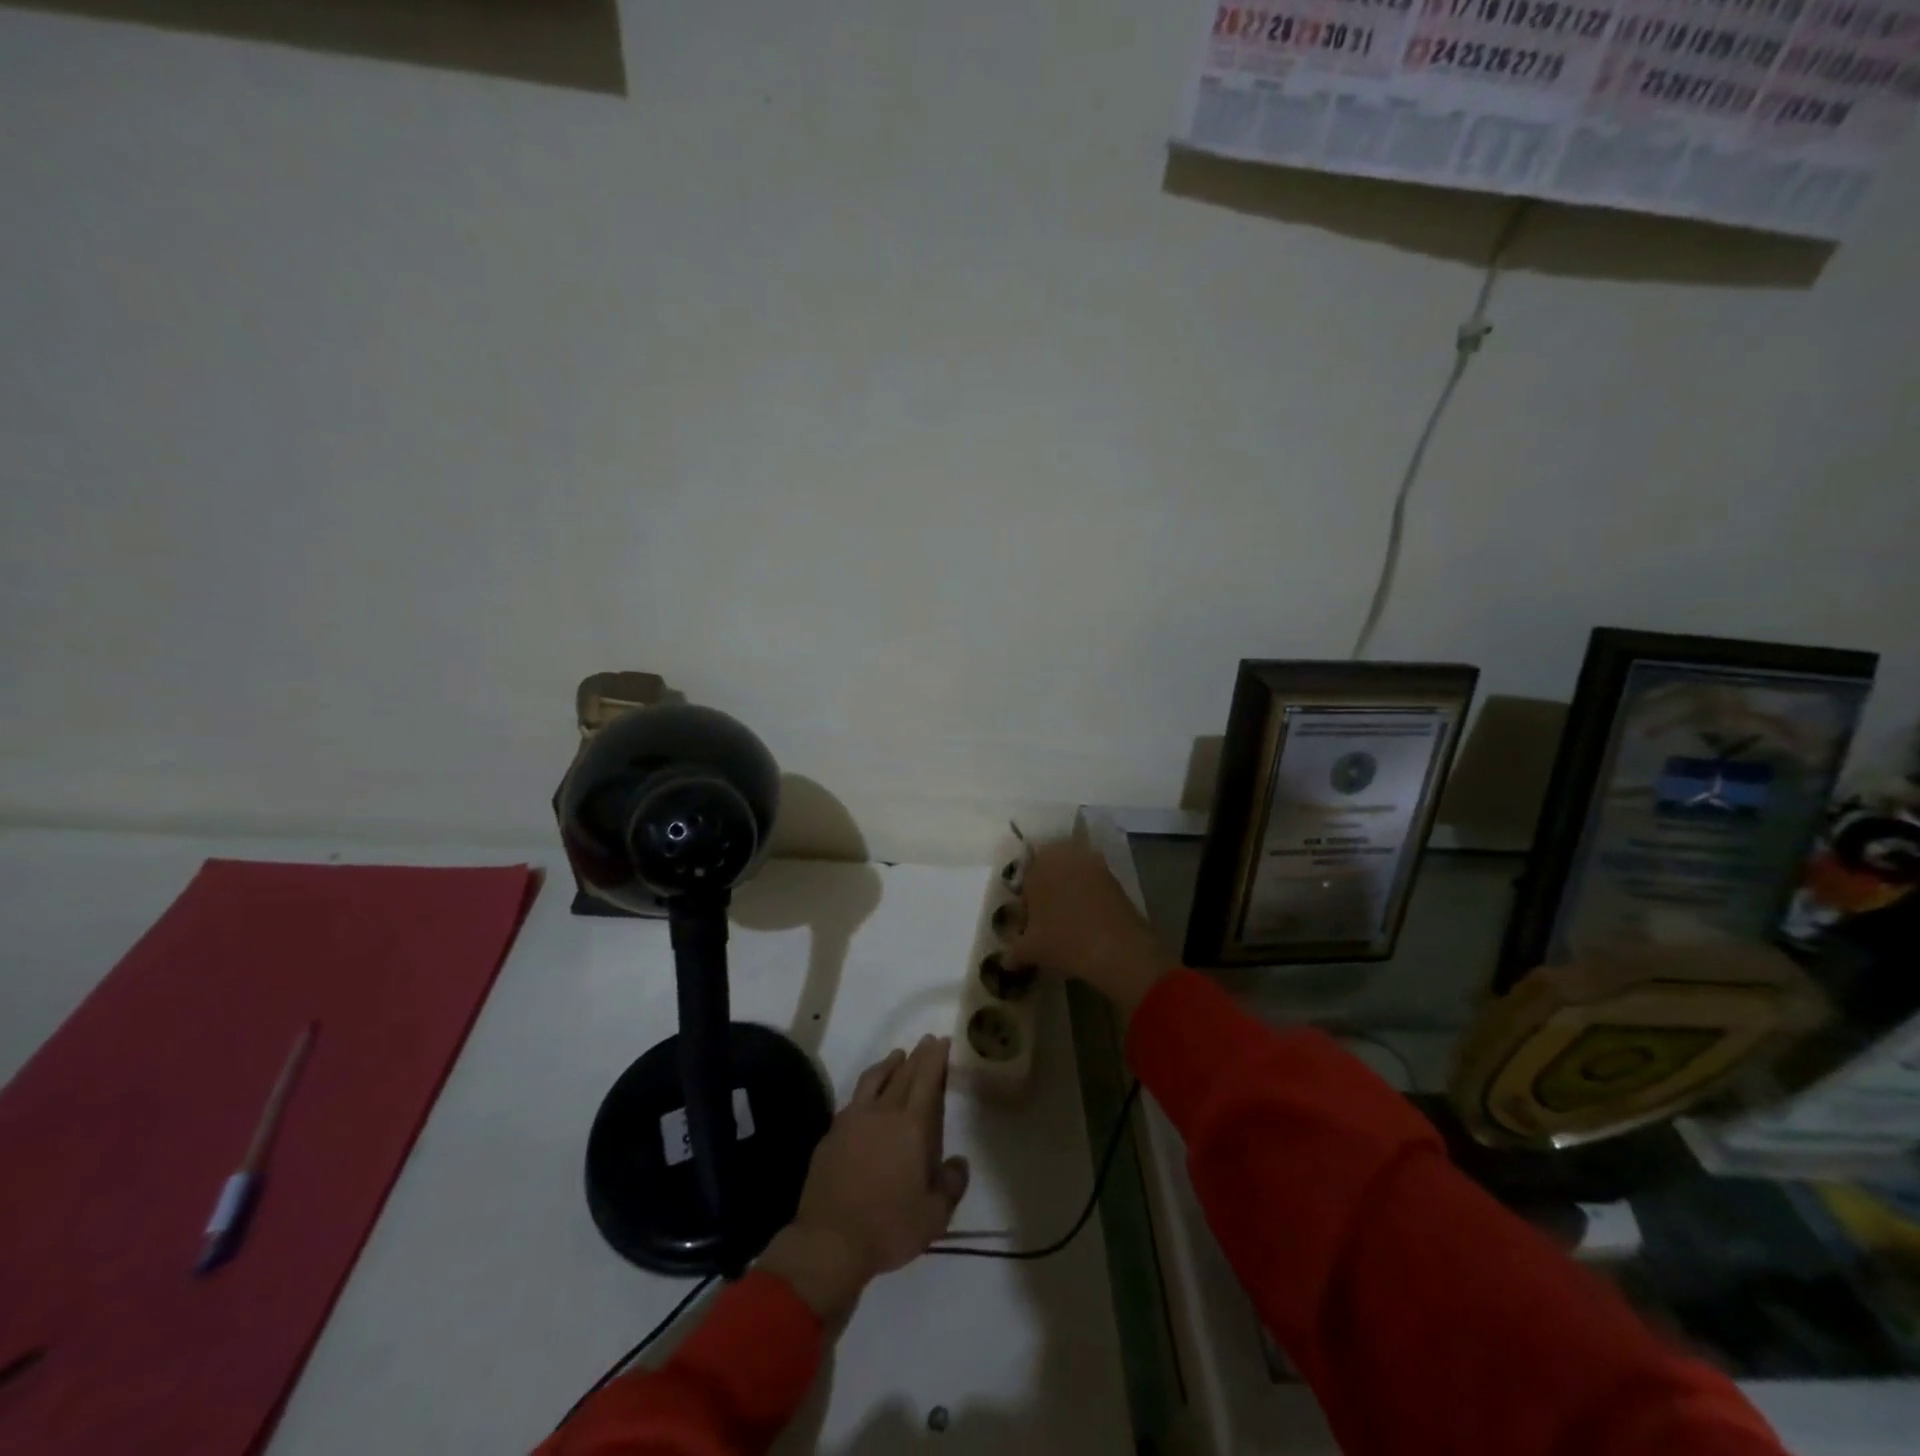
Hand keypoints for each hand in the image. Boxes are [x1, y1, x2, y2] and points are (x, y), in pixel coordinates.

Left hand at [759, 1036, 968, 1323]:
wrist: (829, 1241)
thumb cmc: (888, 1227)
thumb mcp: (934, 1216)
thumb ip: (951, 1185)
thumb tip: (959, 1163)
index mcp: (911, 1126)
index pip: (926, 1080)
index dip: (935, 1058)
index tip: (942, 1040)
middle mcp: (882, 1112)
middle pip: (902, 1073)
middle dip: (917, 1055)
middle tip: (926, 1041)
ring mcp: (853, 1120)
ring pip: (874, 1079)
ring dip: (888, 1064)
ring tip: (897, 1055)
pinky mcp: (832, 1134)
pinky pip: (854, 1100)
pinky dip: (867, 1089)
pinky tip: (868, 1097)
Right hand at [1006, 838, 1176, 1019]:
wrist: (1117, 948)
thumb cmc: (1063, 941)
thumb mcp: (1030, 951)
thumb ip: (1013, 952)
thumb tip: (1006, 961)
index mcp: (1037, 866)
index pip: (1025, 878)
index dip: (1027, 902)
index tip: (1031, 924)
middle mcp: (1064, 856)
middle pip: (1050, 870)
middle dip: (1048, 890)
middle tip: (1049, 921)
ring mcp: (1093, 863)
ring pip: (1074, 875)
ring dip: (1071, 891)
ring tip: (1071, 923)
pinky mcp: (1115, 877)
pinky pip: (1094, 884)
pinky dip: (1090, 898)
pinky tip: (1090, 922)